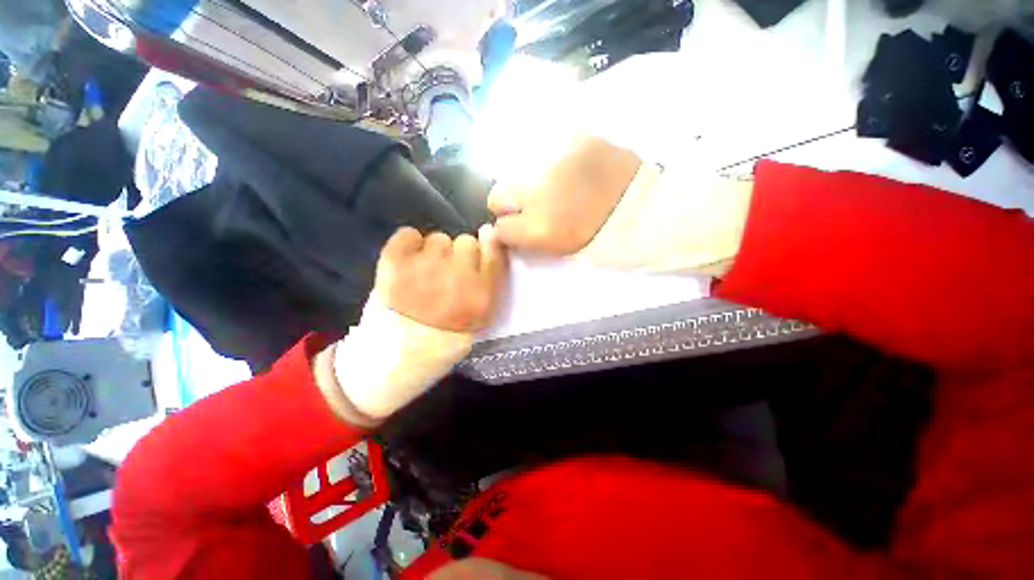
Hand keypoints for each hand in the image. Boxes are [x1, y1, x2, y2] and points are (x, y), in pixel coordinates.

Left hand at [374, 225, 508, 331]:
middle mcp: (458, 274)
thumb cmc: (450, 332)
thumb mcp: (484, 313)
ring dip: (435, 253)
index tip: (477, 255)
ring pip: (438, 239)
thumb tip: (489, 233)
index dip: (486, 248)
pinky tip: (408, 262)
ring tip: (425, 274)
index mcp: (481, 291)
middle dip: (459, 256)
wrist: (404, 351)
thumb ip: (493, 275)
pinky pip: (408, 235)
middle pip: (466, 241)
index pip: (493, 250)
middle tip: (447, 275)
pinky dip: (409, 245)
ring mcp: (425, 266)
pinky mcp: (395, 262)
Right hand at [487, 134, 642, 255]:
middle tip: (530, 205)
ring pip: (517, 171)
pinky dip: (550, 161)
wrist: (642, 207)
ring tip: (553, 187)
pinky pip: (545, 149)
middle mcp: (537, 191)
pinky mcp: (572, 138)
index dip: (508, 229)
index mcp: (538, 227)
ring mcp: (552, 160)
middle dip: (509, 204)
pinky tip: (568, 170)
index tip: (518, 226)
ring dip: (528, 182)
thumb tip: (505, 228)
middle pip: (498, 194)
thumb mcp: (558, 248)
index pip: (500, 228)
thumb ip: (527, 239)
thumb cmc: (599, 236)